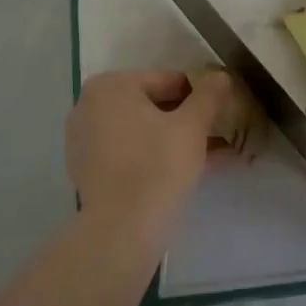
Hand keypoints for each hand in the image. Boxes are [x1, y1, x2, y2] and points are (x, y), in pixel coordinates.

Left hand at [66, 68, 233, 236]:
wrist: (122, 230)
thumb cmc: (157, 166)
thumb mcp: (192, 126)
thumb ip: (208, 95)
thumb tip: (220, 75)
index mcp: (110, 86)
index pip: (167, 80)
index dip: (199, 95)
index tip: (221, 112)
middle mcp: (89, 107)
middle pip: (151, 105)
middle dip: (186, 119)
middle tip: (218, 133)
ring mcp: (84, 140)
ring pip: (141, 132)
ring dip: (174, 139)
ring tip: (211, 154)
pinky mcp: (87, 171)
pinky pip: (129, 154)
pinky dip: (154, 157)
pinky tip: (186, 171)